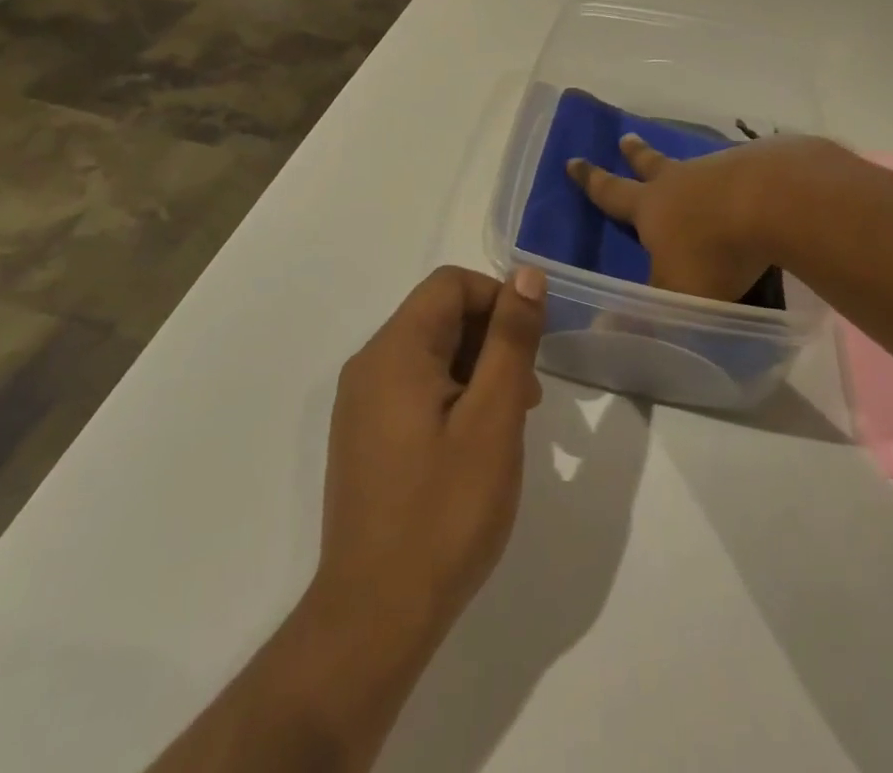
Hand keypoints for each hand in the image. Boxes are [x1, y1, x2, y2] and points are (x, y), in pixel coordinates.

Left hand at [316, 264, 546, 639]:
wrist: (375, 618)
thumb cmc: (444, 511)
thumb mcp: (493, 417)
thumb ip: (511, 339)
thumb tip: (526, 275)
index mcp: (395, 350)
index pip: (451, 285)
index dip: (498, 300)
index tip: (531, 347)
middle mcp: (369, 365)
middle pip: (439, 316)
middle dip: (491, 340)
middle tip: (526, 397)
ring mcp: (361, 404)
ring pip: (430, 355)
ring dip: (477, 372)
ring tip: (508, 425)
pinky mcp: (364, 437)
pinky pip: (414, 389)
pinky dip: (453, 397)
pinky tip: (474, 447)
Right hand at [566, 133, 823, 300]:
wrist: (775, 200)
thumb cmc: (714, 252)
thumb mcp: (676, 294)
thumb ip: (647, 310)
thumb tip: (605, 330)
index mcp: (651, 207)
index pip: (611, 192)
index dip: (590, 180)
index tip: (573, 160)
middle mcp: (680, 181)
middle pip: (652, 164)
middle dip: (636, 154)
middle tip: (626, 138)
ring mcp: (719, 169)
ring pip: (696, 167)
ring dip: (688, 169)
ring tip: (692, 170)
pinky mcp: (757, 167)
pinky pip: (737, 171)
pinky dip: (735, 178)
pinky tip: (747, 186)